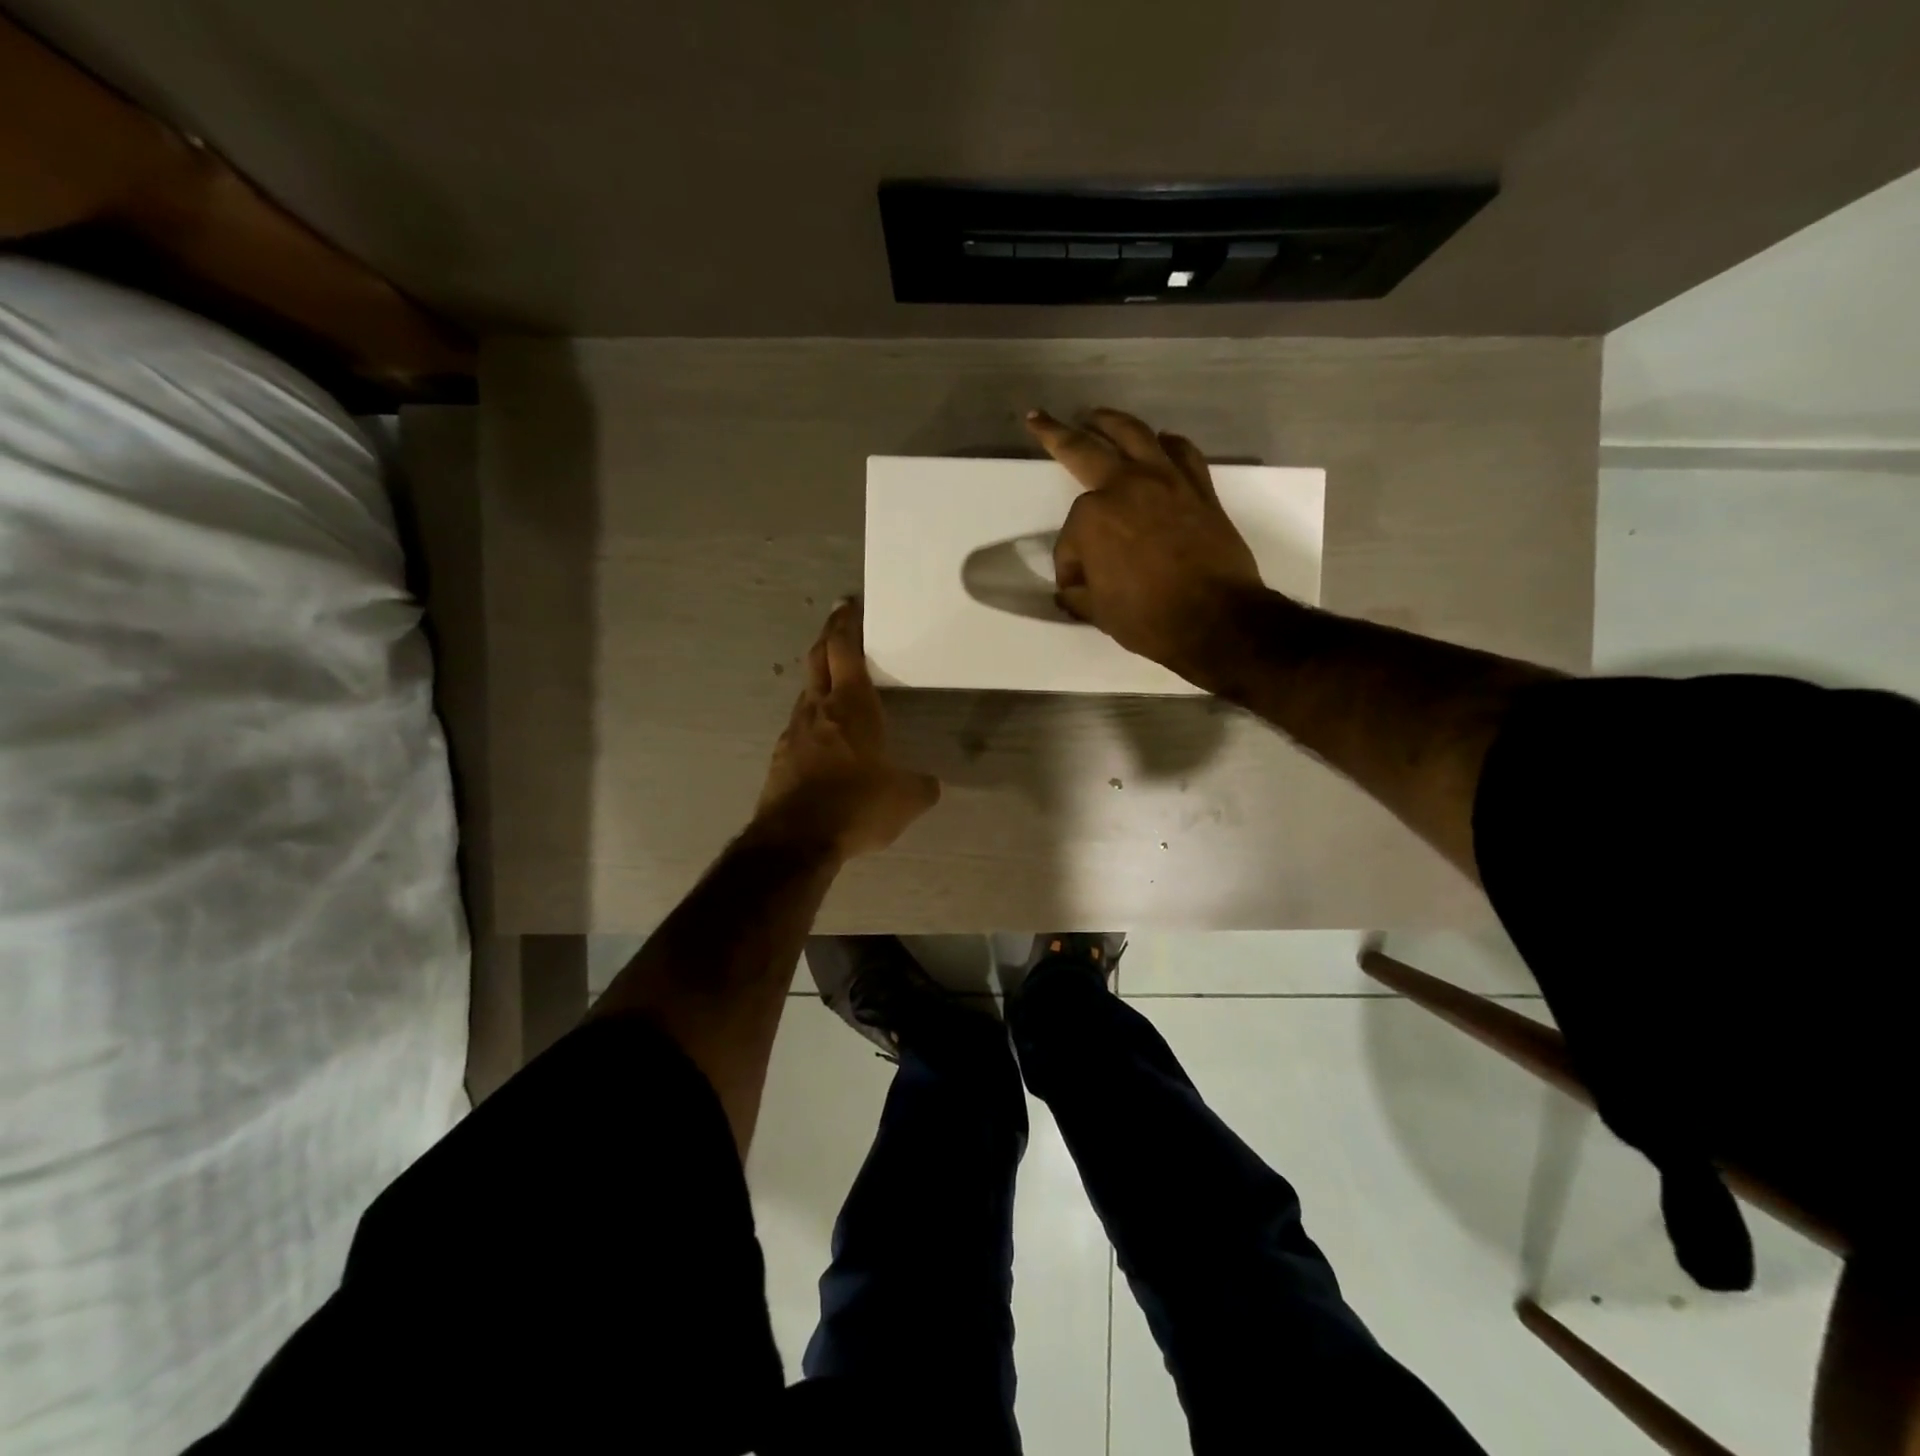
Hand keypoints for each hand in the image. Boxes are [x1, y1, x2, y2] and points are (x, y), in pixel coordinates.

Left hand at [755, 600, 940, 858]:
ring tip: (835, 687)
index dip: (845, 624)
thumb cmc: (857, 805)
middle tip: (838, 627)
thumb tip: (930, 784)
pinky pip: (799, 728)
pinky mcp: (780, 758)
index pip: (844, 649)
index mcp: (852, 705)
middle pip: (817, 660)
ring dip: (819, 682)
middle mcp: (819, 709)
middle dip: (828, 639)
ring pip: (806, 694)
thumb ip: (920, 785)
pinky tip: (823, 740)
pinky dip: (812, 721)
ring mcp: (794, 732)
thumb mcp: (905, 799)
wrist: (796, 840)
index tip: (847, 605)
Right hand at [1026, 407, 1267, 687]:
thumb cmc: (1148, 619)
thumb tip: (1071, 587)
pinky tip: (1160, 442)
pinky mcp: (1199, 489)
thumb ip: (1078, 592)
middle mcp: (1126, 486)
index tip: (1077, 586)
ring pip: (1134, 435)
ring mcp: (1166, 482)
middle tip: (1041, 419)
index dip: (1069, 563)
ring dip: (1111, 422)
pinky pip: (1181, 453)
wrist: (1216, 620)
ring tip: (1096, 416)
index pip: (1070, 537)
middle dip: (1056, 434)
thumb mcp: (1097, 612)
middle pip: (1085, 450)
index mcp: (1092, 518)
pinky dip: (1167, 444)